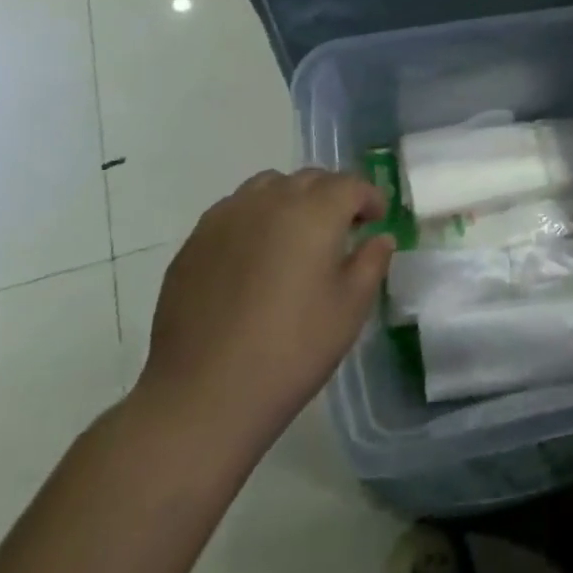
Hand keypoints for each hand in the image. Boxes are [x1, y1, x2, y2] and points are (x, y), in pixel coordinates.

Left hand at [132, 169, 393, 466]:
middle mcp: (269, 201)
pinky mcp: (194, 243)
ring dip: (291, 200)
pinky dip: (256, 218)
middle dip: (332, 195)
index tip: (377, 219)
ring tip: (297, 236)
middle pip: (309, 179)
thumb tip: (378, 238)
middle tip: (343, 228)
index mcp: (314, 212)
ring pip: (267, 187)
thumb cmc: (293, 349)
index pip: (350, 185)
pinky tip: (256, 257)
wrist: (205, 393)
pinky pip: (234, 211)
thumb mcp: (350, 308)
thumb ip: (370, 262)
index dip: (369, 197)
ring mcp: (225, 218)